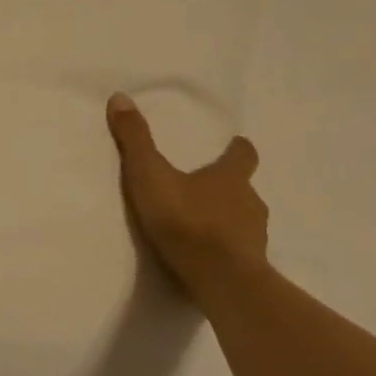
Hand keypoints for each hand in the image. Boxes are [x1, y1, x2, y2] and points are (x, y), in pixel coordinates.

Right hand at [106, 93, 268, 301]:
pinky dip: (226, 248)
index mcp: (230, 178)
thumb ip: (135, 140)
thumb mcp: (150, 175)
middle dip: (228, 187)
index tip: (235, 144)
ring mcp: (254, 237)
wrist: (220, 278)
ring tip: (203, 226)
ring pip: (243, 220)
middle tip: (206, 188)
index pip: (243, 156)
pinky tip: (207, 256)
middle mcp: (250, 202)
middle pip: (243, 188)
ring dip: (228, 219)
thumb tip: (120, 97)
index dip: (238, 149)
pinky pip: (239, 251)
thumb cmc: (186, 220)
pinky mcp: (251, 266)